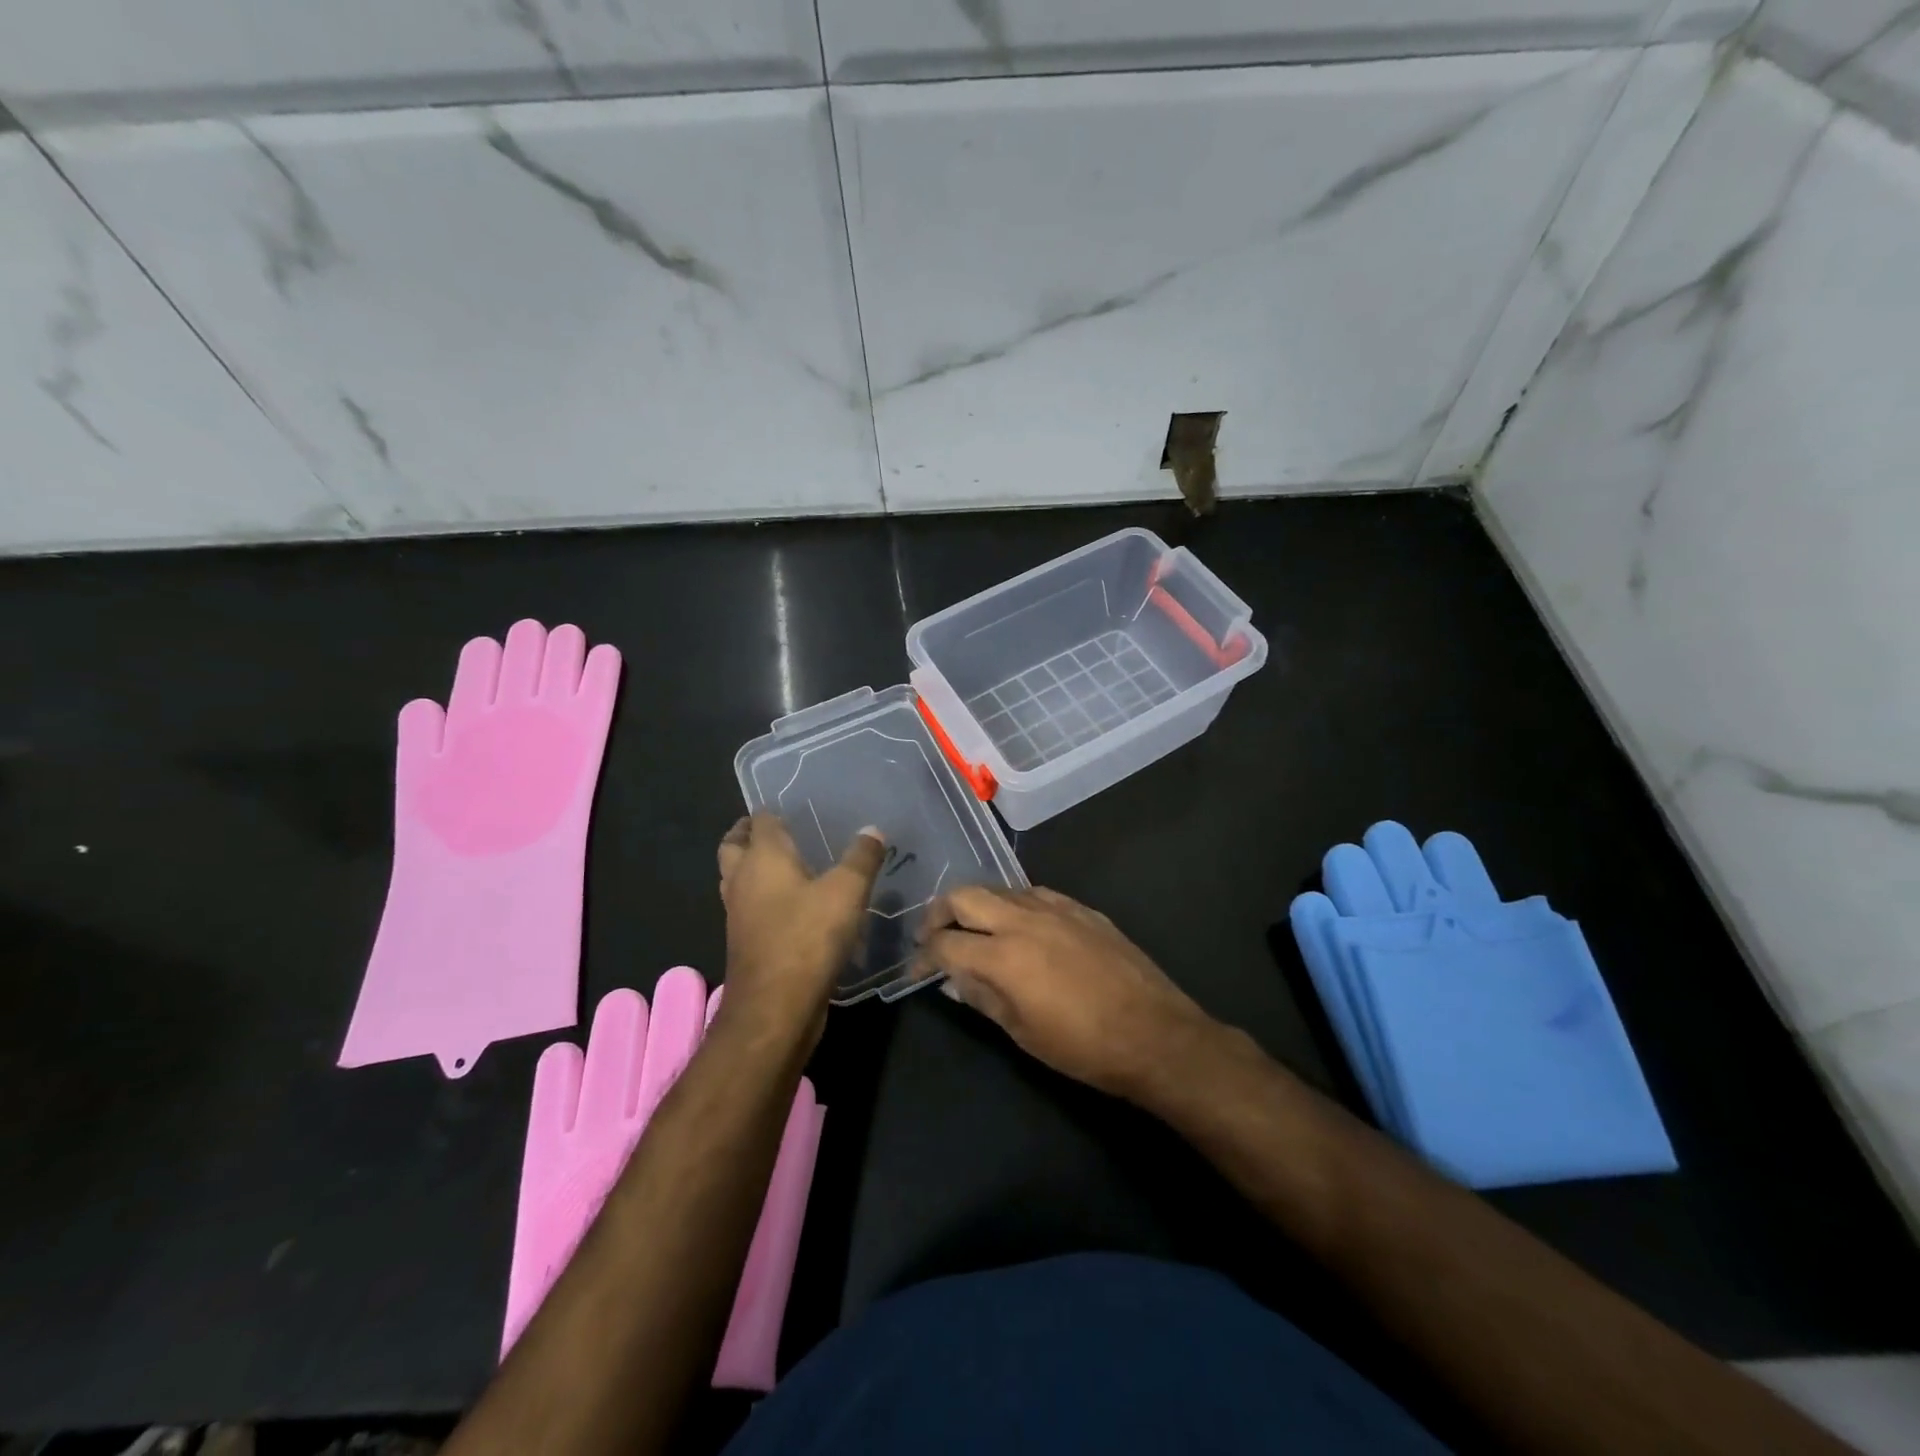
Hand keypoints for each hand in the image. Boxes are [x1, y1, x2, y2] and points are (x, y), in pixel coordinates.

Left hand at [716, 813, 885, 1044]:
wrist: (775, 1007)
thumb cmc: (808, 937)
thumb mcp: (847, 892)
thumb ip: (861, 858)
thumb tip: (873, 831)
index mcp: (762, 857)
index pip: (760, 820)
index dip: (773, 810)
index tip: (794, 806)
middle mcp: (742, 879)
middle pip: (734, 845)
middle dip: (750, 835)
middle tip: (780, 832)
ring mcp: (738, 913)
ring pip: (737, 878)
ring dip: (753, 868)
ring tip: (787, 865)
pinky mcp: (745, 941)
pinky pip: (749, 907)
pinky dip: (763, 898)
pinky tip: (794, 905)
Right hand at [914, 885, 1219, 1098]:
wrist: (1154, 1034)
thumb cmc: (1083, 1047)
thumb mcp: (1022, 1032)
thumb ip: (982, 998)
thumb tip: (952, 980)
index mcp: (1003, 955)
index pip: (945, 942)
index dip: (923, 955)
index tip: (916, 969)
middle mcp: (1023, 919)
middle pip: (965, 895)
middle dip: (939, 912)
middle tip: (933, 935)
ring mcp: (1055, 908)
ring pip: (999, 889)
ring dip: (977, 904)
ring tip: (973, 929)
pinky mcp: (1081, 908)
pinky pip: (1034, 893)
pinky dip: (1013, 904)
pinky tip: (1019, 925)